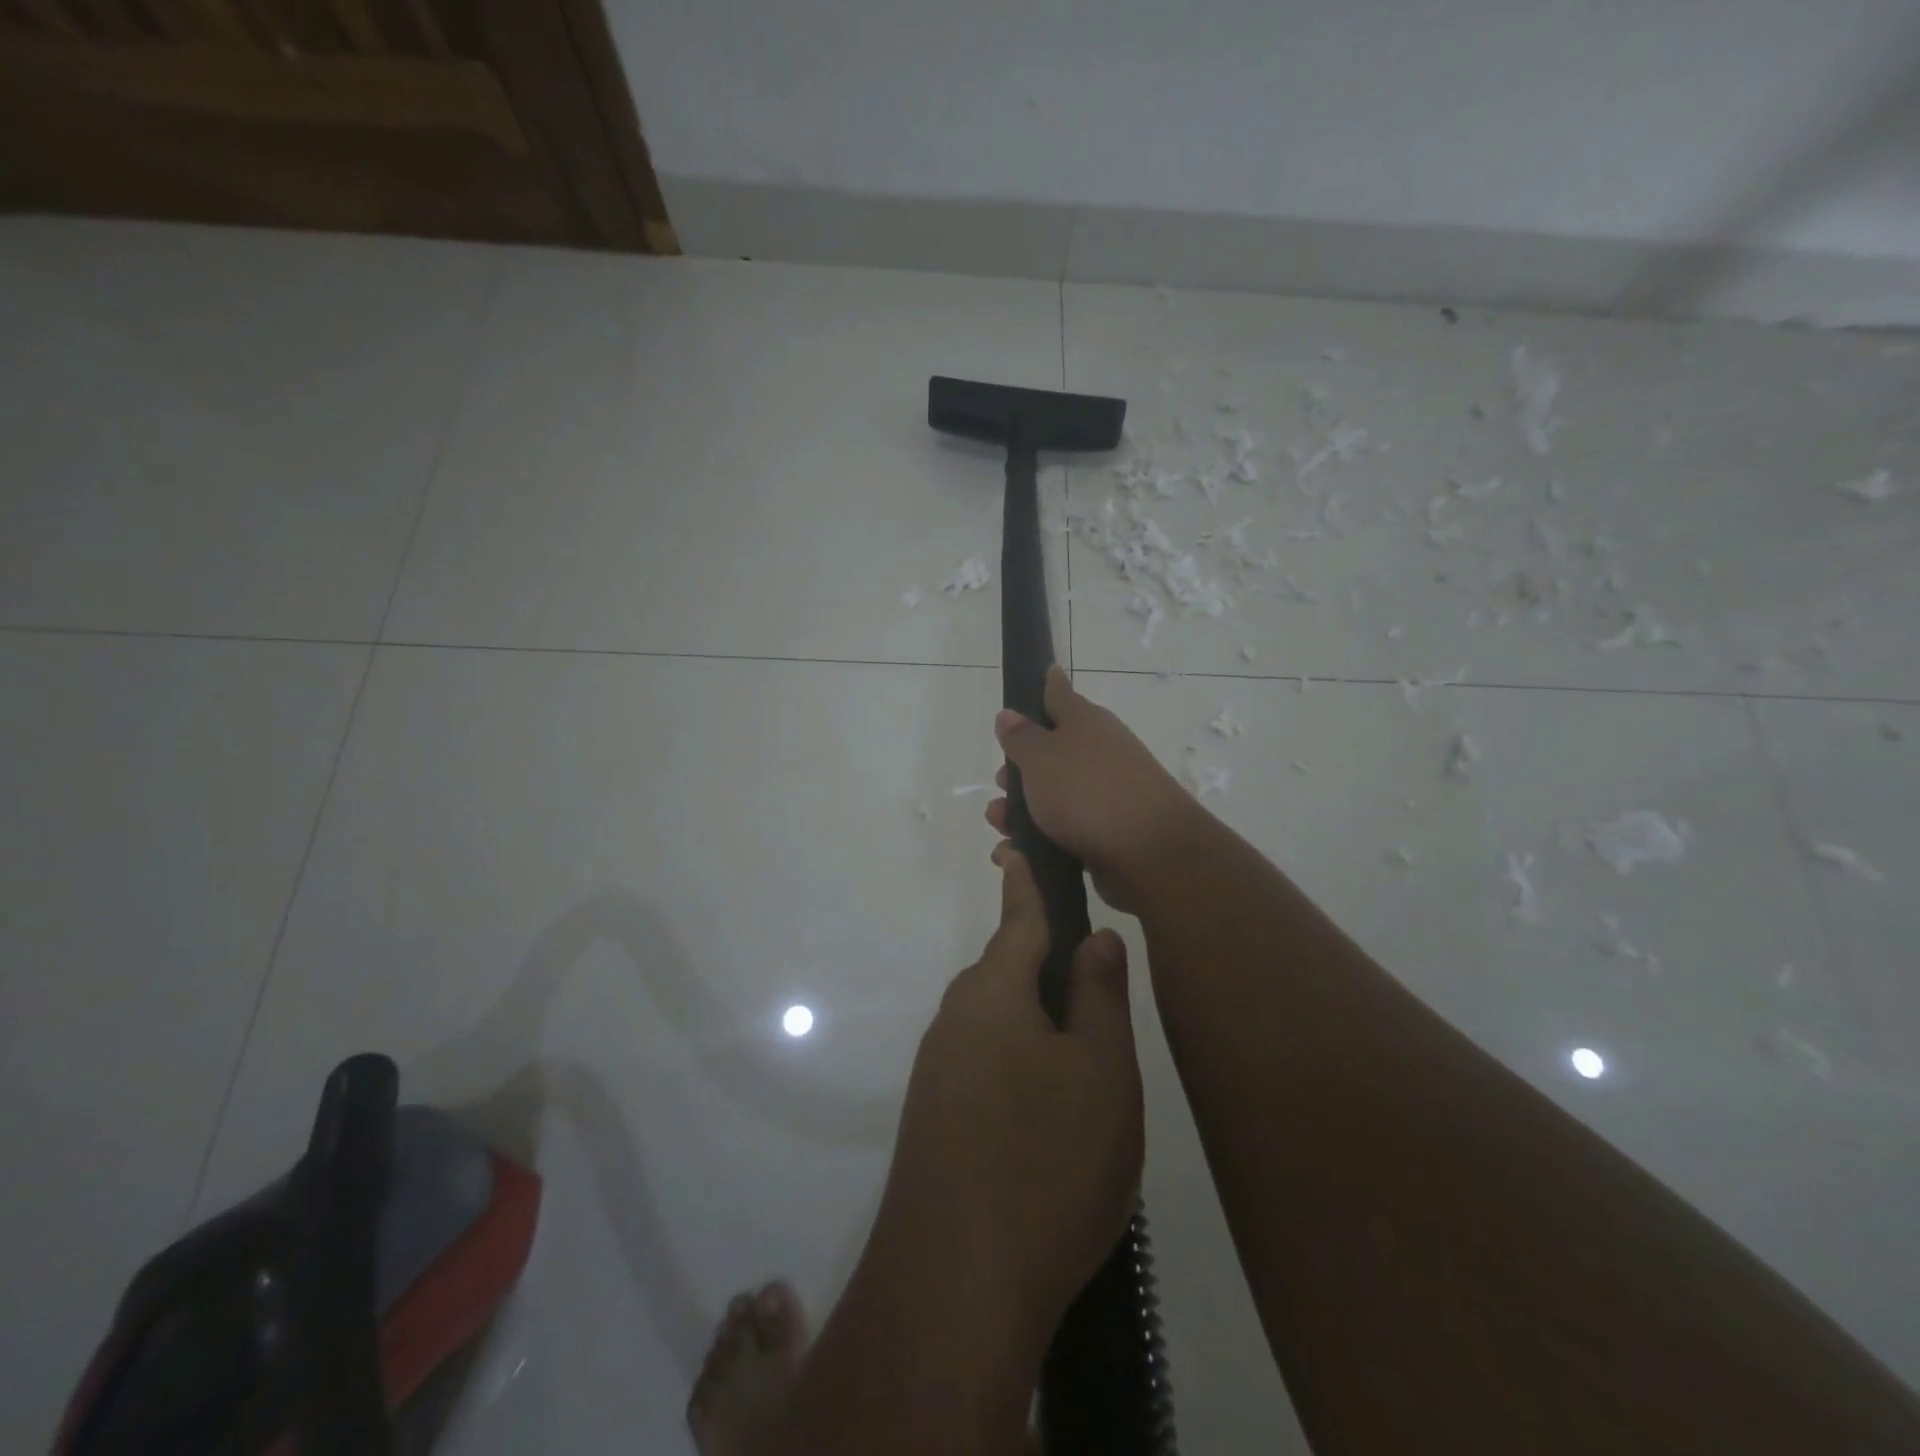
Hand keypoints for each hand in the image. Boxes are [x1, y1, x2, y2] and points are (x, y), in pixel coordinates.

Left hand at [876, 844, 1144, 1348]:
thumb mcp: (1100, 1071)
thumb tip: (1095, 937)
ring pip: (997, 1021)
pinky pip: (984, 1063)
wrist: (955, 1282)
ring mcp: (938, 1069)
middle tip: (1093, 978)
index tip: (1017, 848)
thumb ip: (1098, 996)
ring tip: (1083, 1053)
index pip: (1017, 919)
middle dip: (1043, 964)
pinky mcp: (934, 1116)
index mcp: (994, 992)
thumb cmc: (1045, 1158)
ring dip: (1035, 1021)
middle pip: (1006, 971)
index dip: (1024, 883)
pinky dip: (1018, 1063)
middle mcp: (956, 1018)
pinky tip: (1046, 1110)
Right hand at [987, 665, 1202, 910]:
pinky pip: (1062, 829)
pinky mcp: (1105, 832)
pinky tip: (1016, 852)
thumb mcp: (1042, 758)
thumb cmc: (1088, 792)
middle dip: (1018, 769)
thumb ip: (1021, 738)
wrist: (1150, 853)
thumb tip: (1009, 714)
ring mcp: (1104, 793)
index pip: (1059, 694)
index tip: (1037, 675)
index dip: (1044, 685)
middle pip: (1050, 751)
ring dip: (1021, 809)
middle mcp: (1097, 752)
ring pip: (1052, 794)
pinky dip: (1038, 839)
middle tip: (999, 784)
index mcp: (1085, 723)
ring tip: (1000, 826)